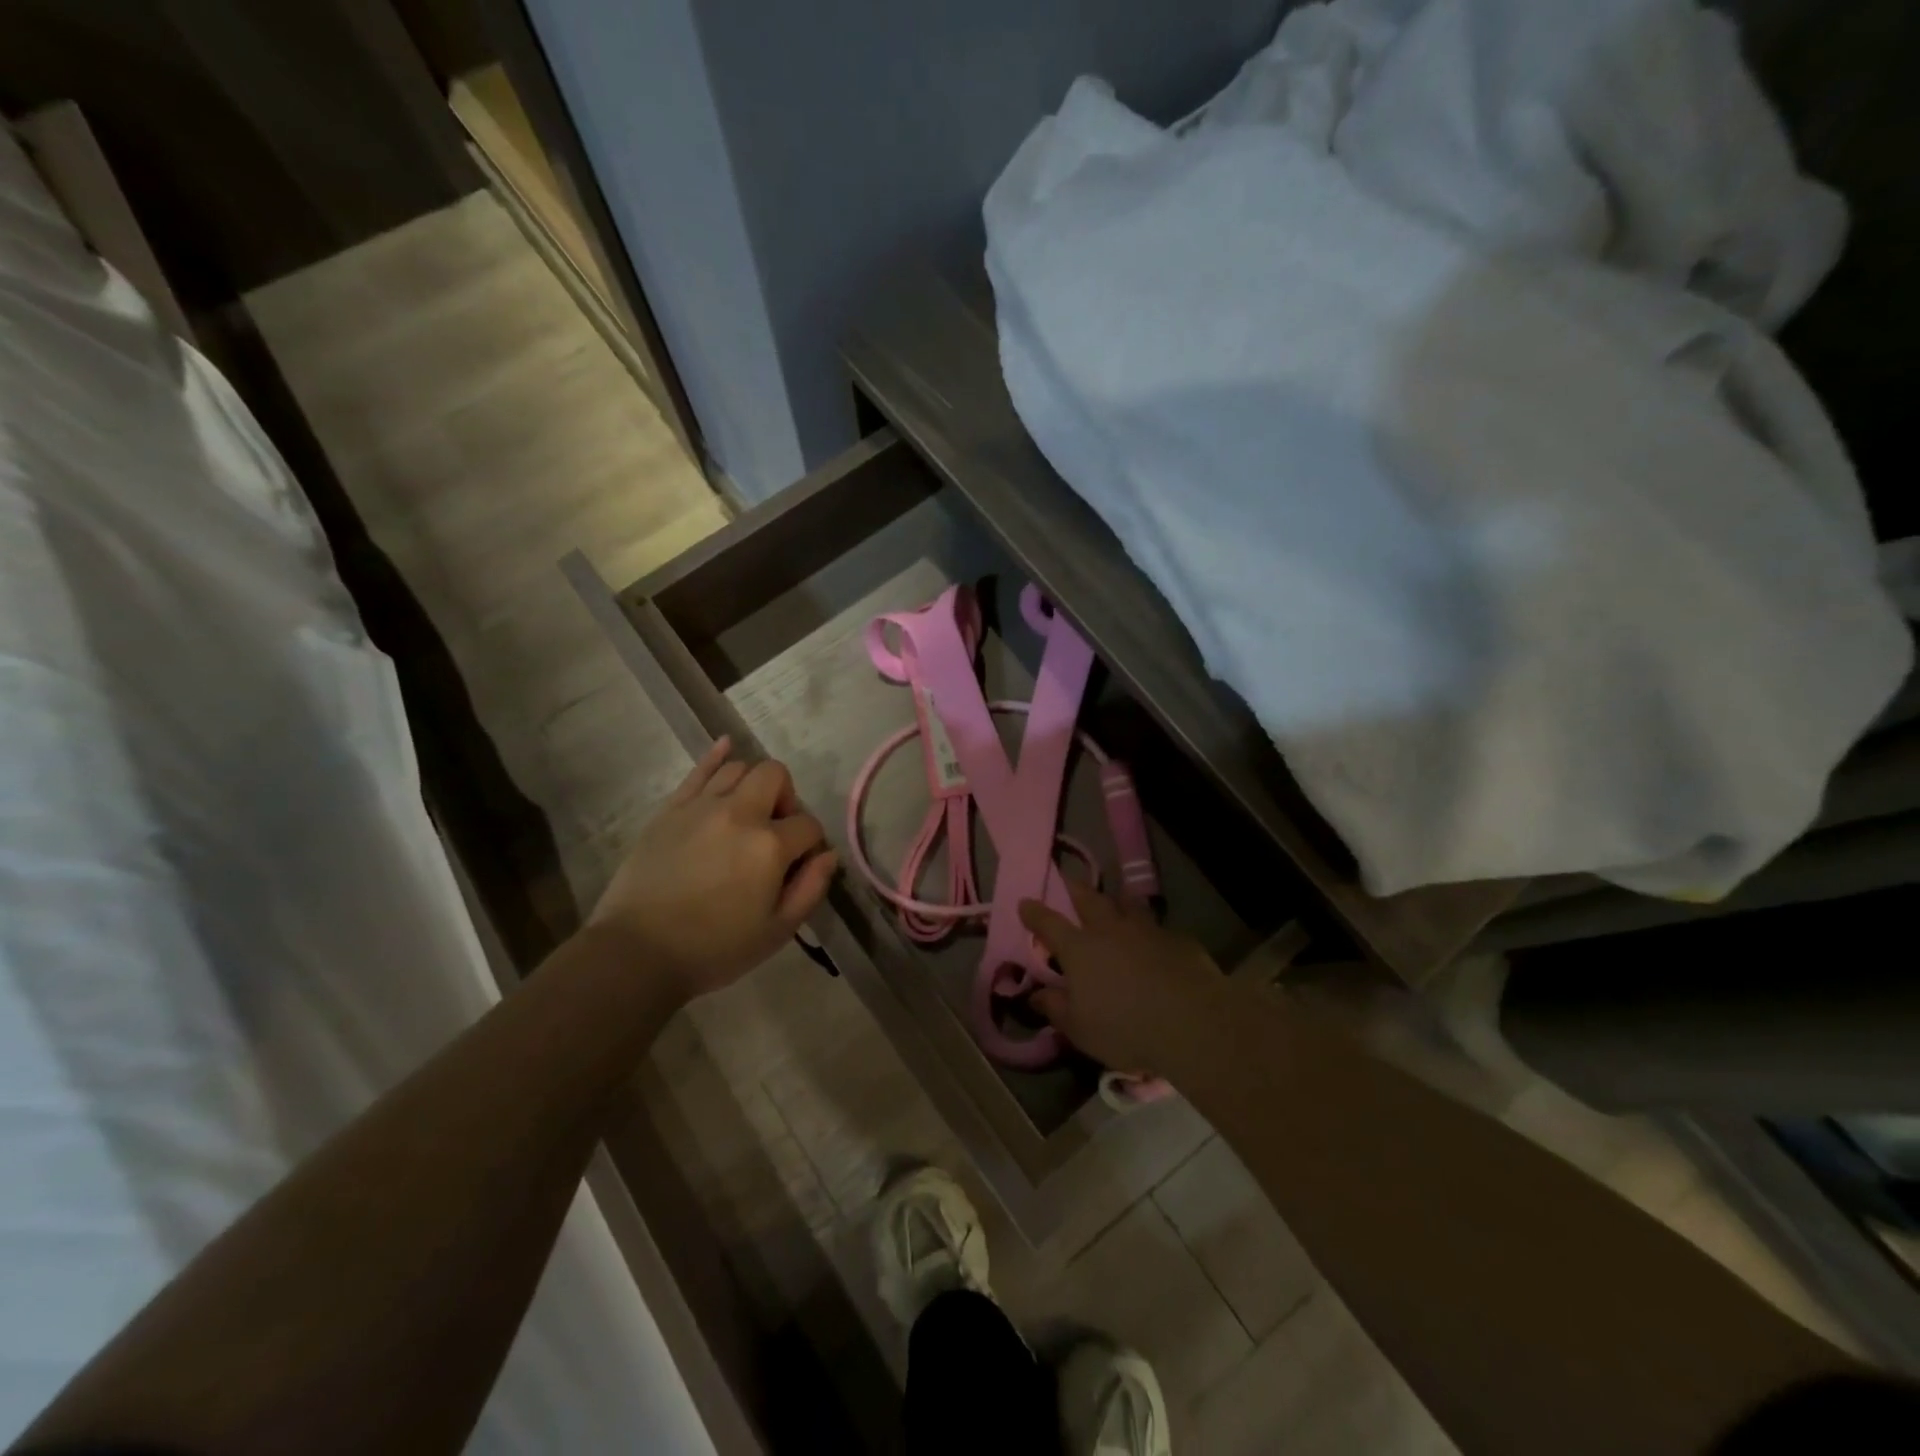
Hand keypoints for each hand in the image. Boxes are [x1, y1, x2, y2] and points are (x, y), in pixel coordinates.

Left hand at [587, 738, 837, 1001]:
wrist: (638, 953)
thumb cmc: (714, 949)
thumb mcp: (777, 931)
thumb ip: (811, 888)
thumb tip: (828, 854)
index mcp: (770, 846)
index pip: (808, 824)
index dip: (811, 844)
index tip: (800, 865)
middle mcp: (739, 813)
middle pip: (776, 776)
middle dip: (786, 798)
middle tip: (775, 831)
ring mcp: (701, 806)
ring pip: (739, 768)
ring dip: (753, 786)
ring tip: (747, 813)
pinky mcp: (670, 809)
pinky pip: (698, 769)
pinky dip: (716, 755)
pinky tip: (726, 746)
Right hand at [1019, 882, 1230, 1074]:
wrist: (1192, 1024)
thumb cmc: (1125, 1028)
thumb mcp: (1080, 1028)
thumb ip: (1056, 1008)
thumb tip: (1036, 994)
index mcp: (1079, 949)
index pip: (1049, 923)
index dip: (1034, 913)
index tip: (1025, 903)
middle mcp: (1110, 930)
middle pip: (1089, 899)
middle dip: (1076, 889)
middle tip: (1069, 882)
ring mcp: (1146, 930)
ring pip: (1128, 904)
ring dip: (1118, 900)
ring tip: (1116, 900)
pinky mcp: (1178, 940)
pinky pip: (1159, 928)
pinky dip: (1151, 930)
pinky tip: (1156, 940)